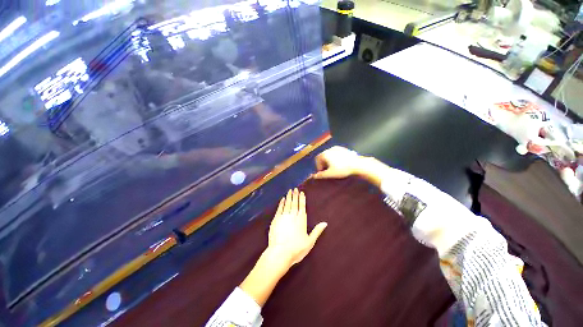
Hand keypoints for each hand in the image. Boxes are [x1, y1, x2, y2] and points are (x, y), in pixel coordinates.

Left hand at [267, 188, 327, 267]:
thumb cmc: (297, 248)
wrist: (280, 252)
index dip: (302, 199)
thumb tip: (325, 223)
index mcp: (301, 219)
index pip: (302, 206)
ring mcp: (284, 216)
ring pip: (287, 204)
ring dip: (288, 197)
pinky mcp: (276, 219)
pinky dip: (281, 203)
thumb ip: (317, 231)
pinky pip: (280, 208)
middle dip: (295, 195)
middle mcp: (293, 215)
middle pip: (294, 203)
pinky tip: (282, 199)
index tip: (301, 192)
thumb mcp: (310, 241)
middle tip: (294, 188)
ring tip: (289, 191)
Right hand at [313, 146, 390, 187]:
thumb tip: (313, 176)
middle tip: (328, 170)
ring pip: (329, 154)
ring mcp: (336, 148)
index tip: (323, 172)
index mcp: (325, 154)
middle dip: (324, 163)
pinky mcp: (343, 148)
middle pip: (323, 156)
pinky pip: (335, 153)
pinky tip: (340, 163)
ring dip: (329, 160)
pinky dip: (335, 158)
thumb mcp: (330, 174)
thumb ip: (320, 175)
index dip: (318, 167)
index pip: (317, 160)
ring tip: (334, 167)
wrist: (357, 164)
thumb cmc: (342, 169)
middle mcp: (329, 149)